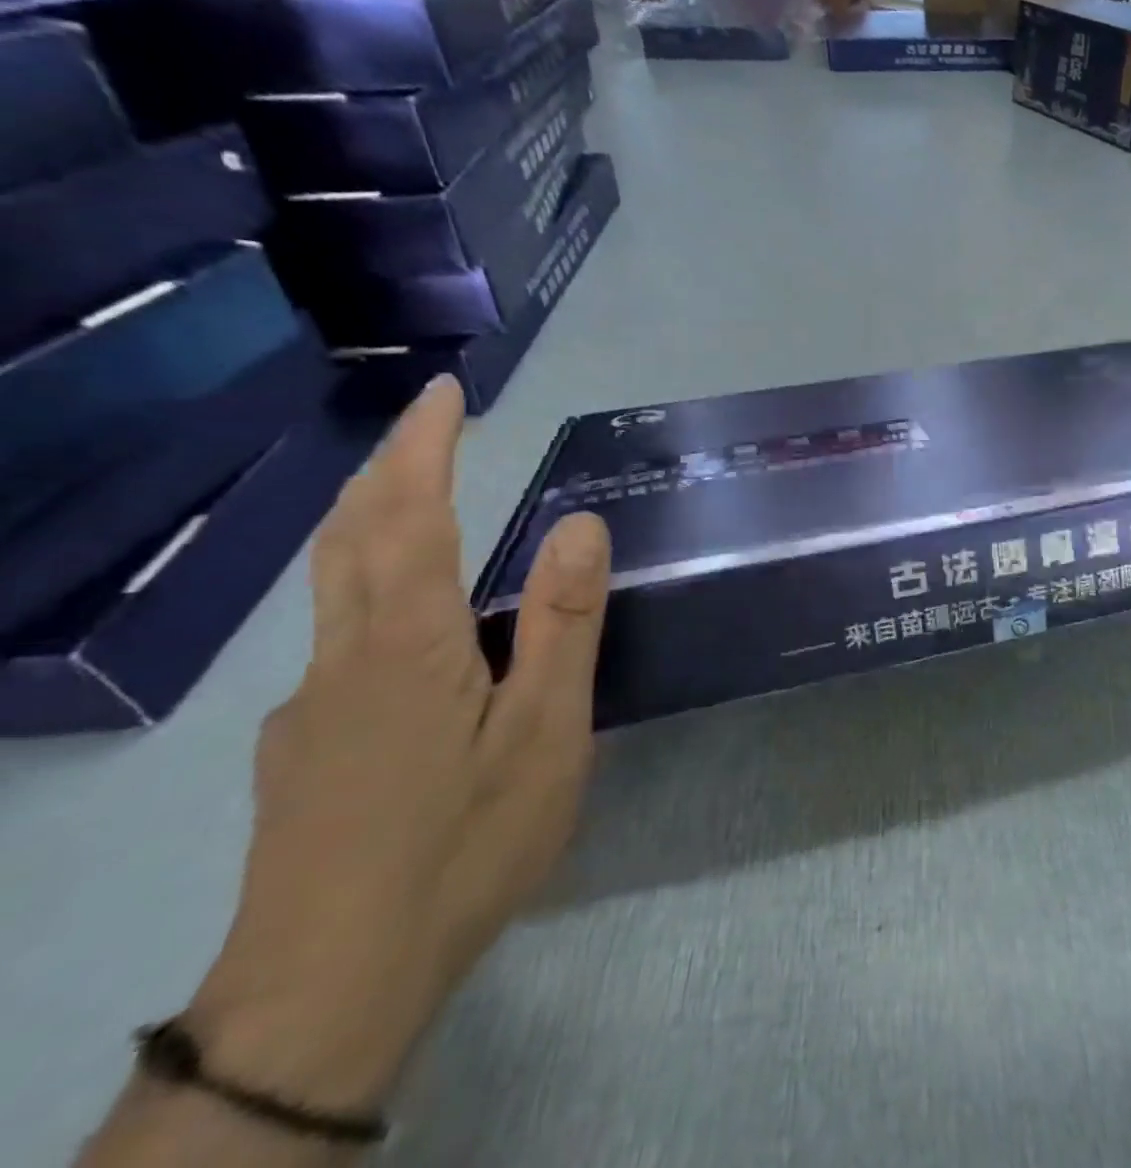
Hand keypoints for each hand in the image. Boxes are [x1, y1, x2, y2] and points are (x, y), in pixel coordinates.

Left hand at [185, 378, 610, 1111]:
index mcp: (409, 642)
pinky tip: (404, 634)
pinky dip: (367, 594)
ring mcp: (311, 705)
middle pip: (350, 537)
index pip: (410, 515)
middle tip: (428, 425)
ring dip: (369, 523)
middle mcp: (344, 655)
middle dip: (386, 467)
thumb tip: (579, 524)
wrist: (328, 988)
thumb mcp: (545, 732)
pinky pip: (335, 642)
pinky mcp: (302, 749)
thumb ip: (560, 625)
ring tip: (413, 499)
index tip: (445, 392)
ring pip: (332, 588)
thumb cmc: (462, 843)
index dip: (426, 446)